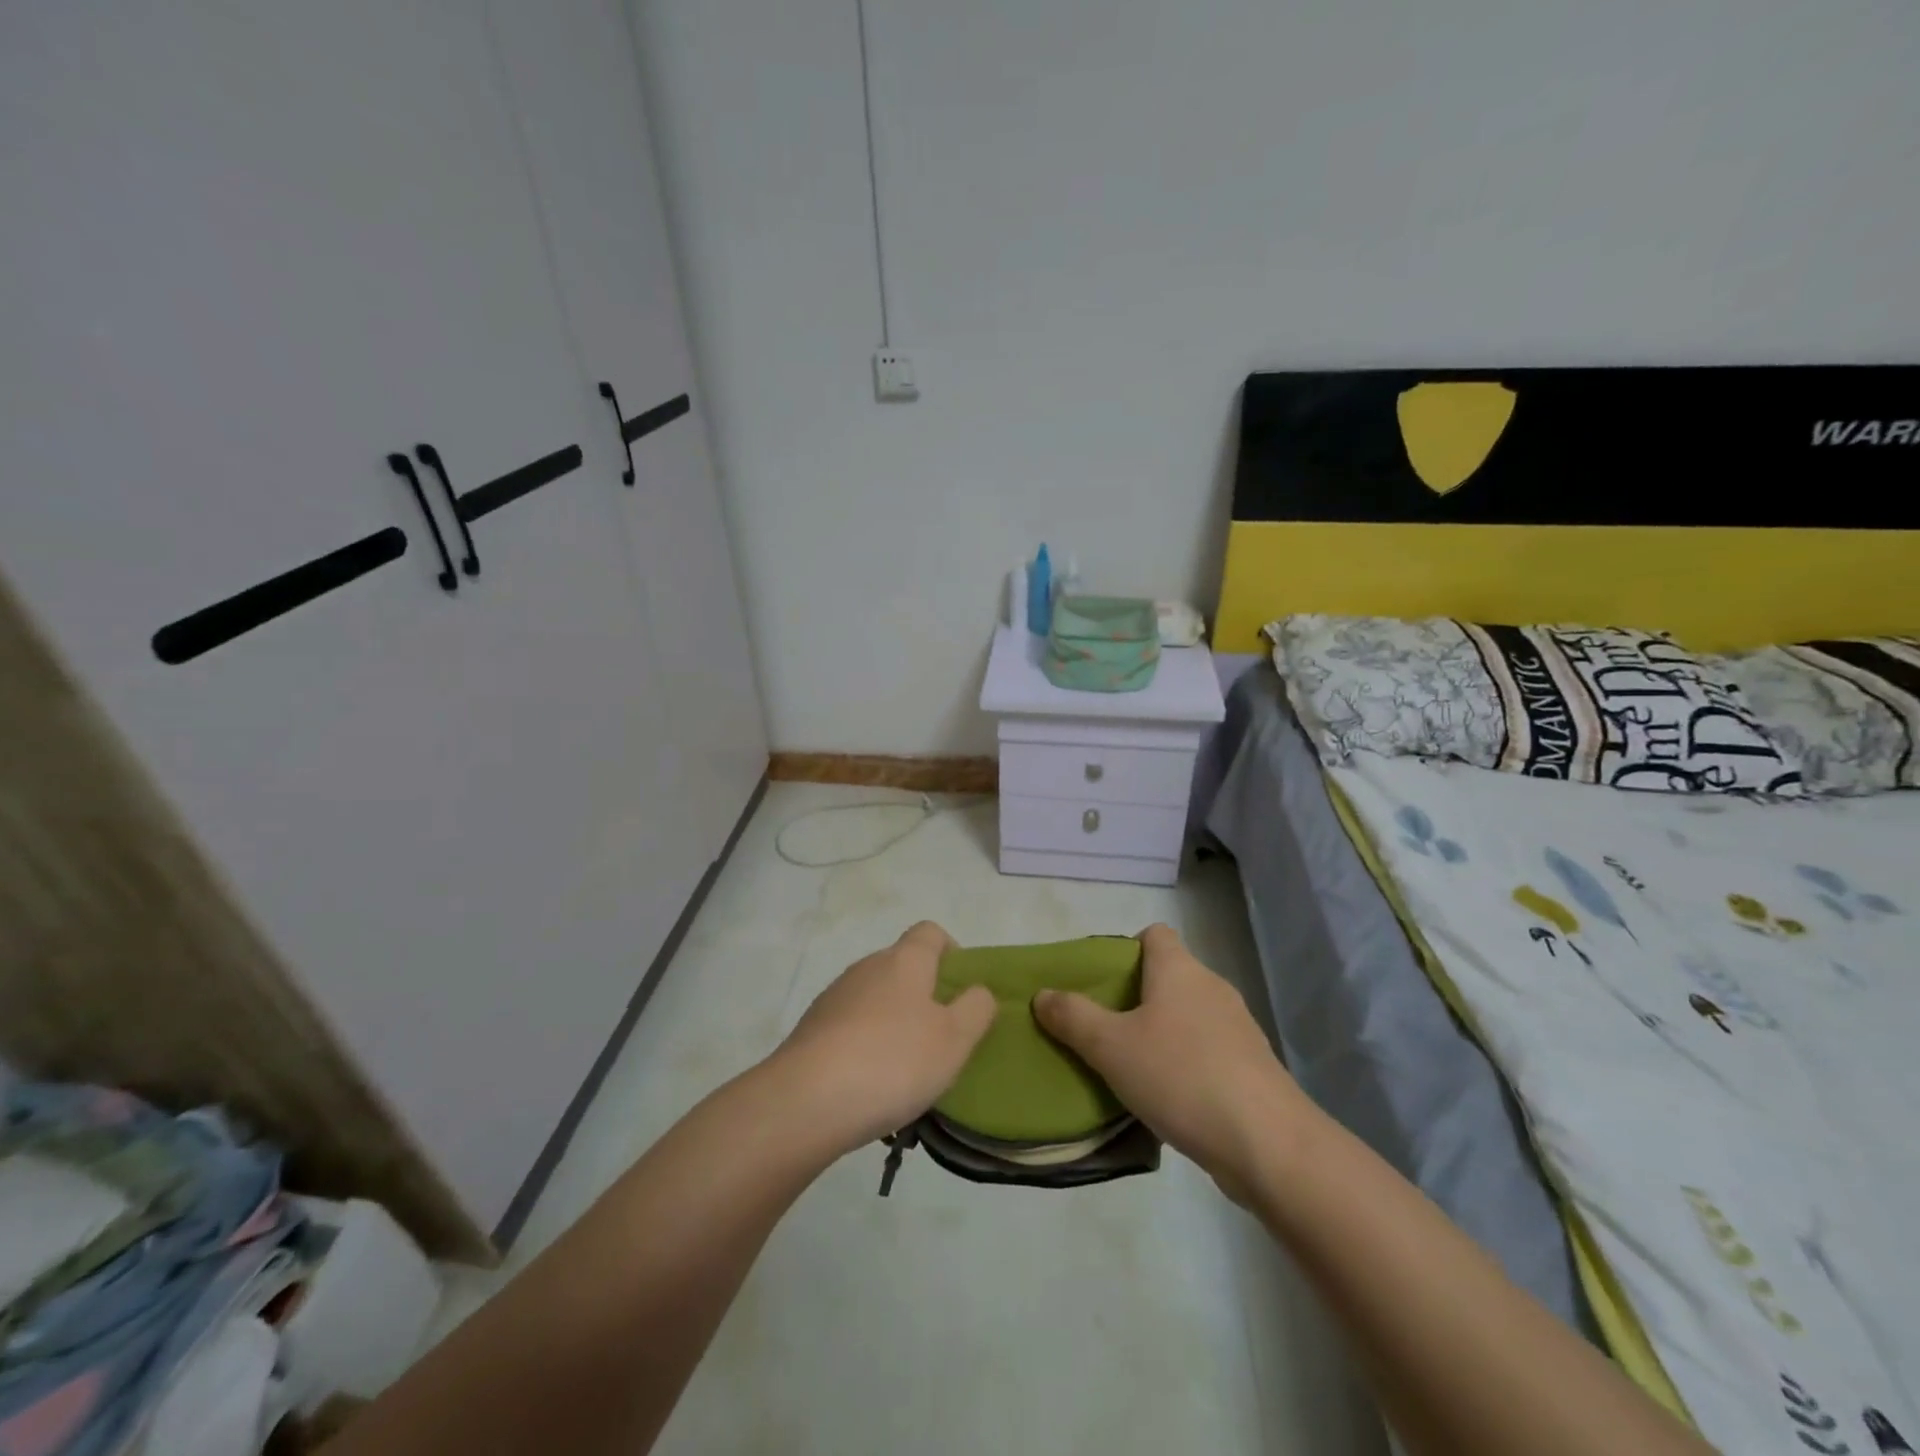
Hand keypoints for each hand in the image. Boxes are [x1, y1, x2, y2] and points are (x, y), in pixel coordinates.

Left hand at [770, 922, 996, 1157]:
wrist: (805, 1102)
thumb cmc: (892, 1061)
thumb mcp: (954, 1039)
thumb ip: (976, 1008)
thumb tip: (978, 991)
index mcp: (904, 960)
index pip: (930, 932)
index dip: (951, 953)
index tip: (962, 992)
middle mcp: (866, 968)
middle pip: (902, 967)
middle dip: (925, 997)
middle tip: (941, 1041)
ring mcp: (834, 998)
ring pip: (876, 1000)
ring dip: (894, 1025)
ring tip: (906, 1074)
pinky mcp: (811, 1030)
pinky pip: (850, 1029)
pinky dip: (865, 1048)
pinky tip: (871, 1088)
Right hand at [1033, 923, 1307, 1202]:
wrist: (1268, 1144)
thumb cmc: (1181, 1076)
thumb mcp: (1111, 1047)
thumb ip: (1072, 1017)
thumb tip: (1042, 994)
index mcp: (1179, 970)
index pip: (1154, 934)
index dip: (1125, 949)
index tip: (1102, 982)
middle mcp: (1211, 987)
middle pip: (1168, 975)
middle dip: (1135, 997)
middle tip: (1103, 1028)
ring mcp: (1238, 1027)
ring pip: (1188, 1015)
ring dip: (1161, 1032)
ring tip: (1130, 1066)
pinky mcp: (1251, 1066)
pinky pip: (1207, 1049)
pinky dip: (1186, 1062)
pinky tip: (1168, 1096)